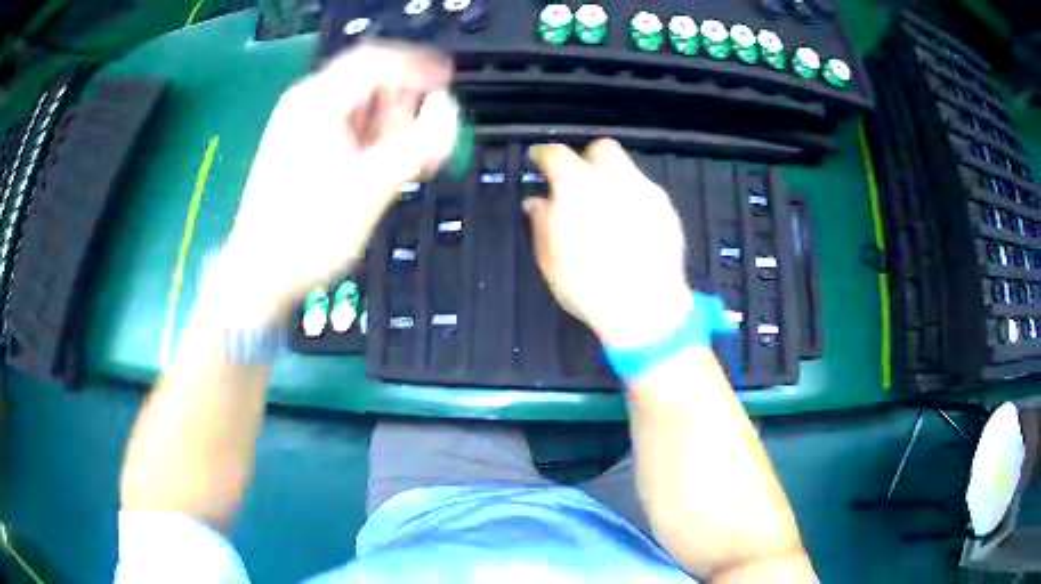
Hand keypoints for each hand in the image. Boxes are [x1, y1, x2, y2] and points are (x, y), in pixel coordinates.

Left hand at [217, 41, 455, 324]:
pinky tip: (382, 164)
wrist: (261, 274)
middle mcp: (306, 106)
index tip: (446, 82)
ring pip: (357, 106)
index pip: (375, 61)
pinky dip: (371, 138)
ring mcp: (300, 128)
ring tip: (408, 156)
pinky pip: (345, 128)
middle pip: (367, 81)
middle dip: (404, 102)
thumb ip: (415, 145)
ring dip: (390, 123)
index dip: (417, 66)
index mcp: (317, 103)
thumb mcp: (369, 188)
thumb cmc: (307, 234)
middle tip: (427, 132)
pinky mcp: (300, 149)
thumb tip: (447, 113)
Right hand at [525, 140, 691, 347]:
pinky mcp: (667, 210)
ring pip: (627, 169)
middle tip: (578, 180)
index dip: (544, 155)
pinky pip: (645, 192)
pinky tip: (629, 225)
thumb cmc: (587, 286)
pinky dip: (633, 199)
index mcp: (577, 185)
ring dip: (612, 179)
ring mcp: (646, 192)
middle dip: (587, 158)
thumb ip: (542, 222)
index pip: (557, 154)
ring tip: (606, 207)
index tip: (538, 159)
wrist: (645, 308)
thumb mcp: (550, 257)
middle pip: (602, 148)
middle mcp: (614, 178)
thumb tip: (537, 201)